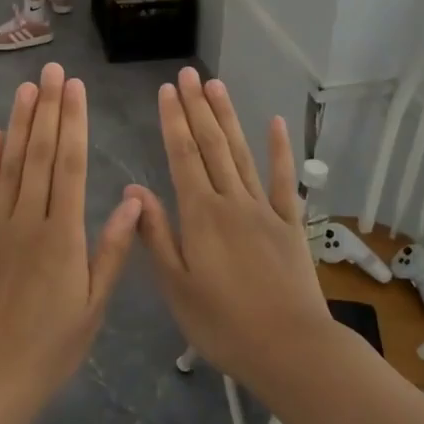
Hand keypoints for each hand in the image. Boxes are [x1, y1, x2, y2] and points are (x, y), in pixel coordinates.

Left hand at [0, 62, 141, 418]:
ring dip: (17, 123)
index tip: (75, 88)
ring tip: (26, 88)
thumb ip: (113, 249)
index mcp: (63, 237)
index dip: (73, 122)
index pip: (70, 166)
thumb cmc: (48, 349)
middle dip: (47, 109)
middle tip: (51, 70)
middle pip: (38, 155)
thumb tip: (132, 197)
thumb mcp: (93, 306)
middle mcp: (28, 222)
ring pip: (8, 166)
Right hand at [130, 68, 334, 398]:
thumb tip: (134, 188)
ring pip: (242, 154)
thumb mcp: (176, 286)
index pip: (182, 156)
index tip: (166, 91)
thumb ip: (155, 234)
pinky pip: (283, 181)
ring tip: (216, 86)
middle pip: (211, 145)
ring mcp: (264, 210)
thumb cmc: (223, 324)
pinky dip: (279, 151)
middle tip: (188, 74)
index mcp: (200, 215)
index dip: (173, 121)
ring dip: (228, 118)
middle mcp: (231, 201)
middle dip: (197, 108)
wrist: (290, 348)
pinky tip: (275, 123)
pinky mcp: (290, 225)